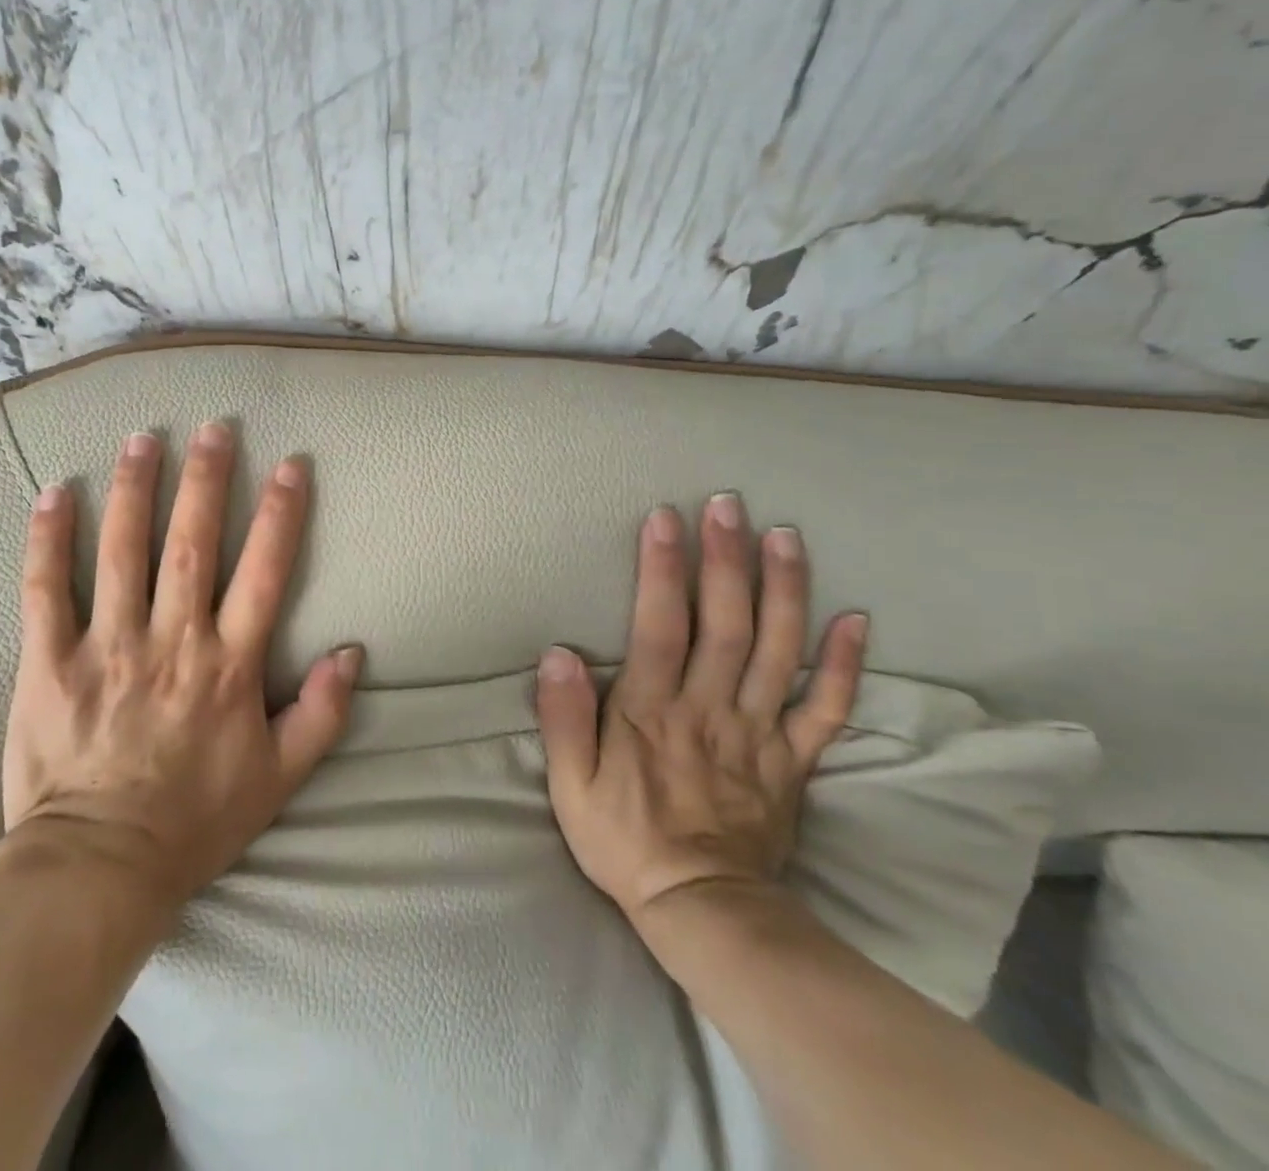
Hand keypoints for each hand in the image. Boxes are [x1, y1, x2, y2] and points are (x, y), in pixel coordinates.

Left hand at [1, 422, 360, 913]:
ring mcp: (107, 647)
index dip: (281, 513)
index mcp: (228, 666)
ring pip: (122, 551)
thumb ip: (321, 714)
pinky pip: (44, 590)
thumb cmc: (195, 822)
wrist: (100, 870)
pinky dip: (47, 539)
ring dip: (135, 489)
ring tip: (143, 438)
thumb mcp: (279, 779)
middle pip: (193, 543)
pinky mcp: (48, 662)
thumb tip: (353, 651)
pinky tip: (54, 492)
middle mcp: (172, 642)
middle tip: (214, 426)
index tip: (290, 464)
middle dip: (207, 479)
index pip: (263, 572)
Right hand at [534, 493, 866, 928]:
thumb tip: (559, 653)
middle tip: (729, 504)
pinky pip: (827, 708)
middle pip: (723, 624)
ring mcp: (759, 732)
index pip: (659, 625)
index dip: (662, 569)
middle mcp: (710, 709)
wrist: (704, 910)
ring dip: (784, 590)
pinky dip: (844, 665)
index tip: (666, 519)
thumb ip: (564, 718)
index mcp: (652, 711)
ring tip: (786, 536)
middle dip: (726, 559)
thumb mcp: (570, 786)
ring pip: (777, 651)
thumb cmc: (625, 840)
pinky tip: (856, 620)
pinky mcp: (793, 760)